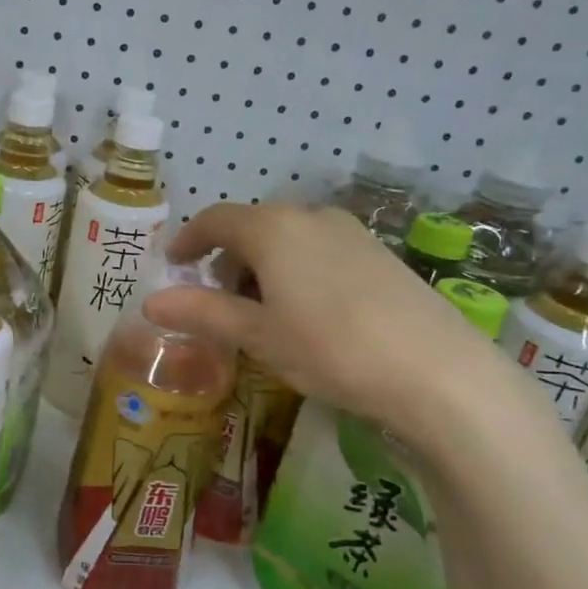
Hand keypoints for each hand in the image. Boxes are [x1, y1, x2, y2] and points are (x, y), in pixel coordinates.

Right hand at [143, 202, 525, 450]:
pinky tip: (307, 312)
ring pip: (289, 238)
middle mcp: (311, 216)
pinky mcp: (380, 254)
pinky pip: (320, 249)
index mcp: (273, 228)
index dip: (189, 240)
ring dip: (262, 266)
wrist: (437, 371)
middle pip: (253, 226)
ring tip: (261, 312)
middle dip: (226, 259)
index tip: (175, 264)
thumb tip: (150, 303)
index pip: (216, 219)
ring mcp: (352, 232)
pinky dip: (296, 270)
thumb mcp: (258, 335)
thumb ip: (202, 313)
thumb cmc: (330, 348)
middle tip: (216, 301)